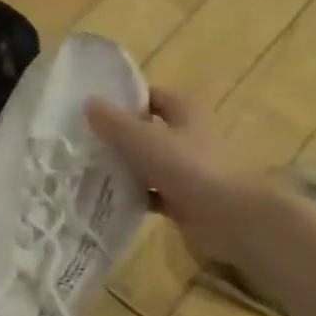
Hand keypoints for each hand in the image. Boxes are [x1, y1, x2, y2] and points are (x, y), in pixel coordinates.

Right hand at [86, 87, 281, 265]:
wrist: (233, 218)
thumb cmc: (190, 167)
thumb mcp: (144, 139)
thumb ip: (114, 122)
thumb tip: (89, 102)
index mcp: (185, 112)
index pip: (153, 97)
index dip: (126, 99)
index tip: (94, 108)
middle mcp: (188, 137)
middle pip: (148, 131)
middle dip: (119, 135)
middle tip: (83, 140)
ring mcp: (188, 170)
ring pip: (149, 163)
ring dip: (124, 167)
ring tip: (87, 170)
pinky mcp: (185, 200)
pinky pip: (152, 194)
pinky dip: (134, 196)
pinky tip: (108, 199)